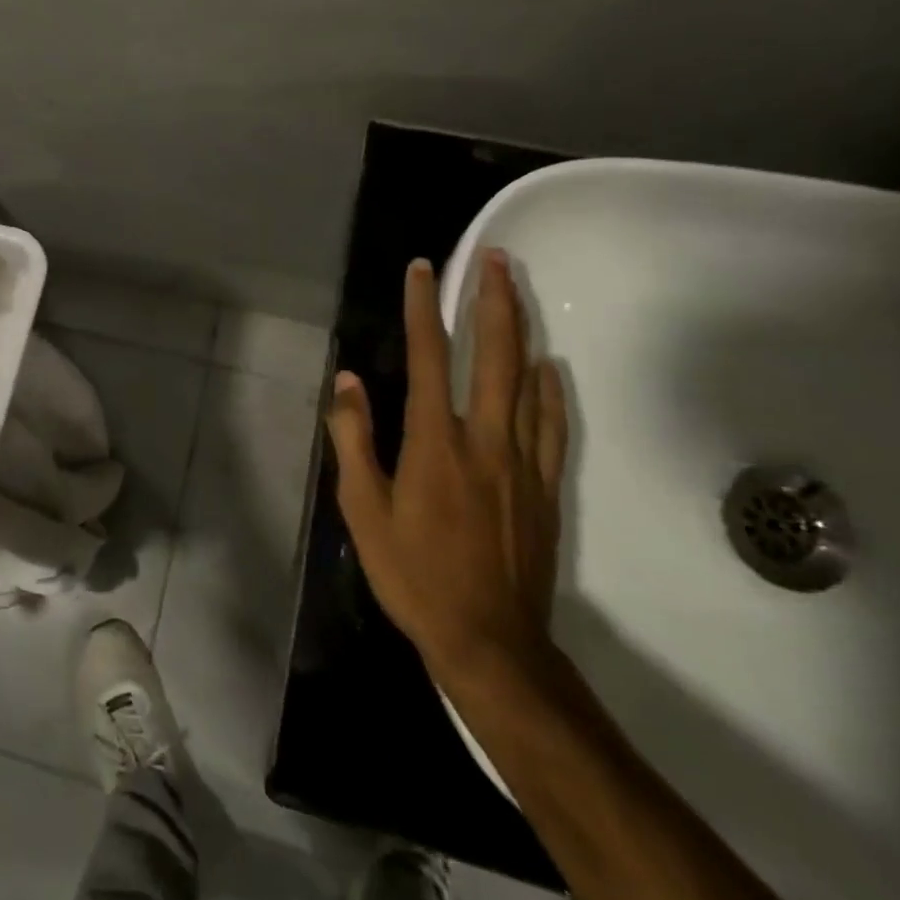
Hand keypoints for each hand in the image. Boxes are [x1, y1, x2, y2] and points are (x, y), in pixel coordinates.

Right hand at [325, 250, 567, 689]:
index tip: (421, 268)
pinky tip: (548, 367)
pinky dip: (550, 388)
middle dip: (493, 299)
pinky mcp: (544, 487)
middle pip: (495, 355)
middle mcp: (484, 439)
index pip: (429, 356)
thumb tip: (347, 380)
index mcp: (435, 442)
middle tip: (495, 257)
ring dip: (522, 330)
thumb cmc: (414, 574)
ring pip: (529, 381)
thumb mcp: (363, 510)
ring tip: (518, 291)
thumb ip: (354, 440)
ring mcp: (522, 462)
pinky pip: (552, 425)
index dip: (423, 307)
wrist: (490, 642)